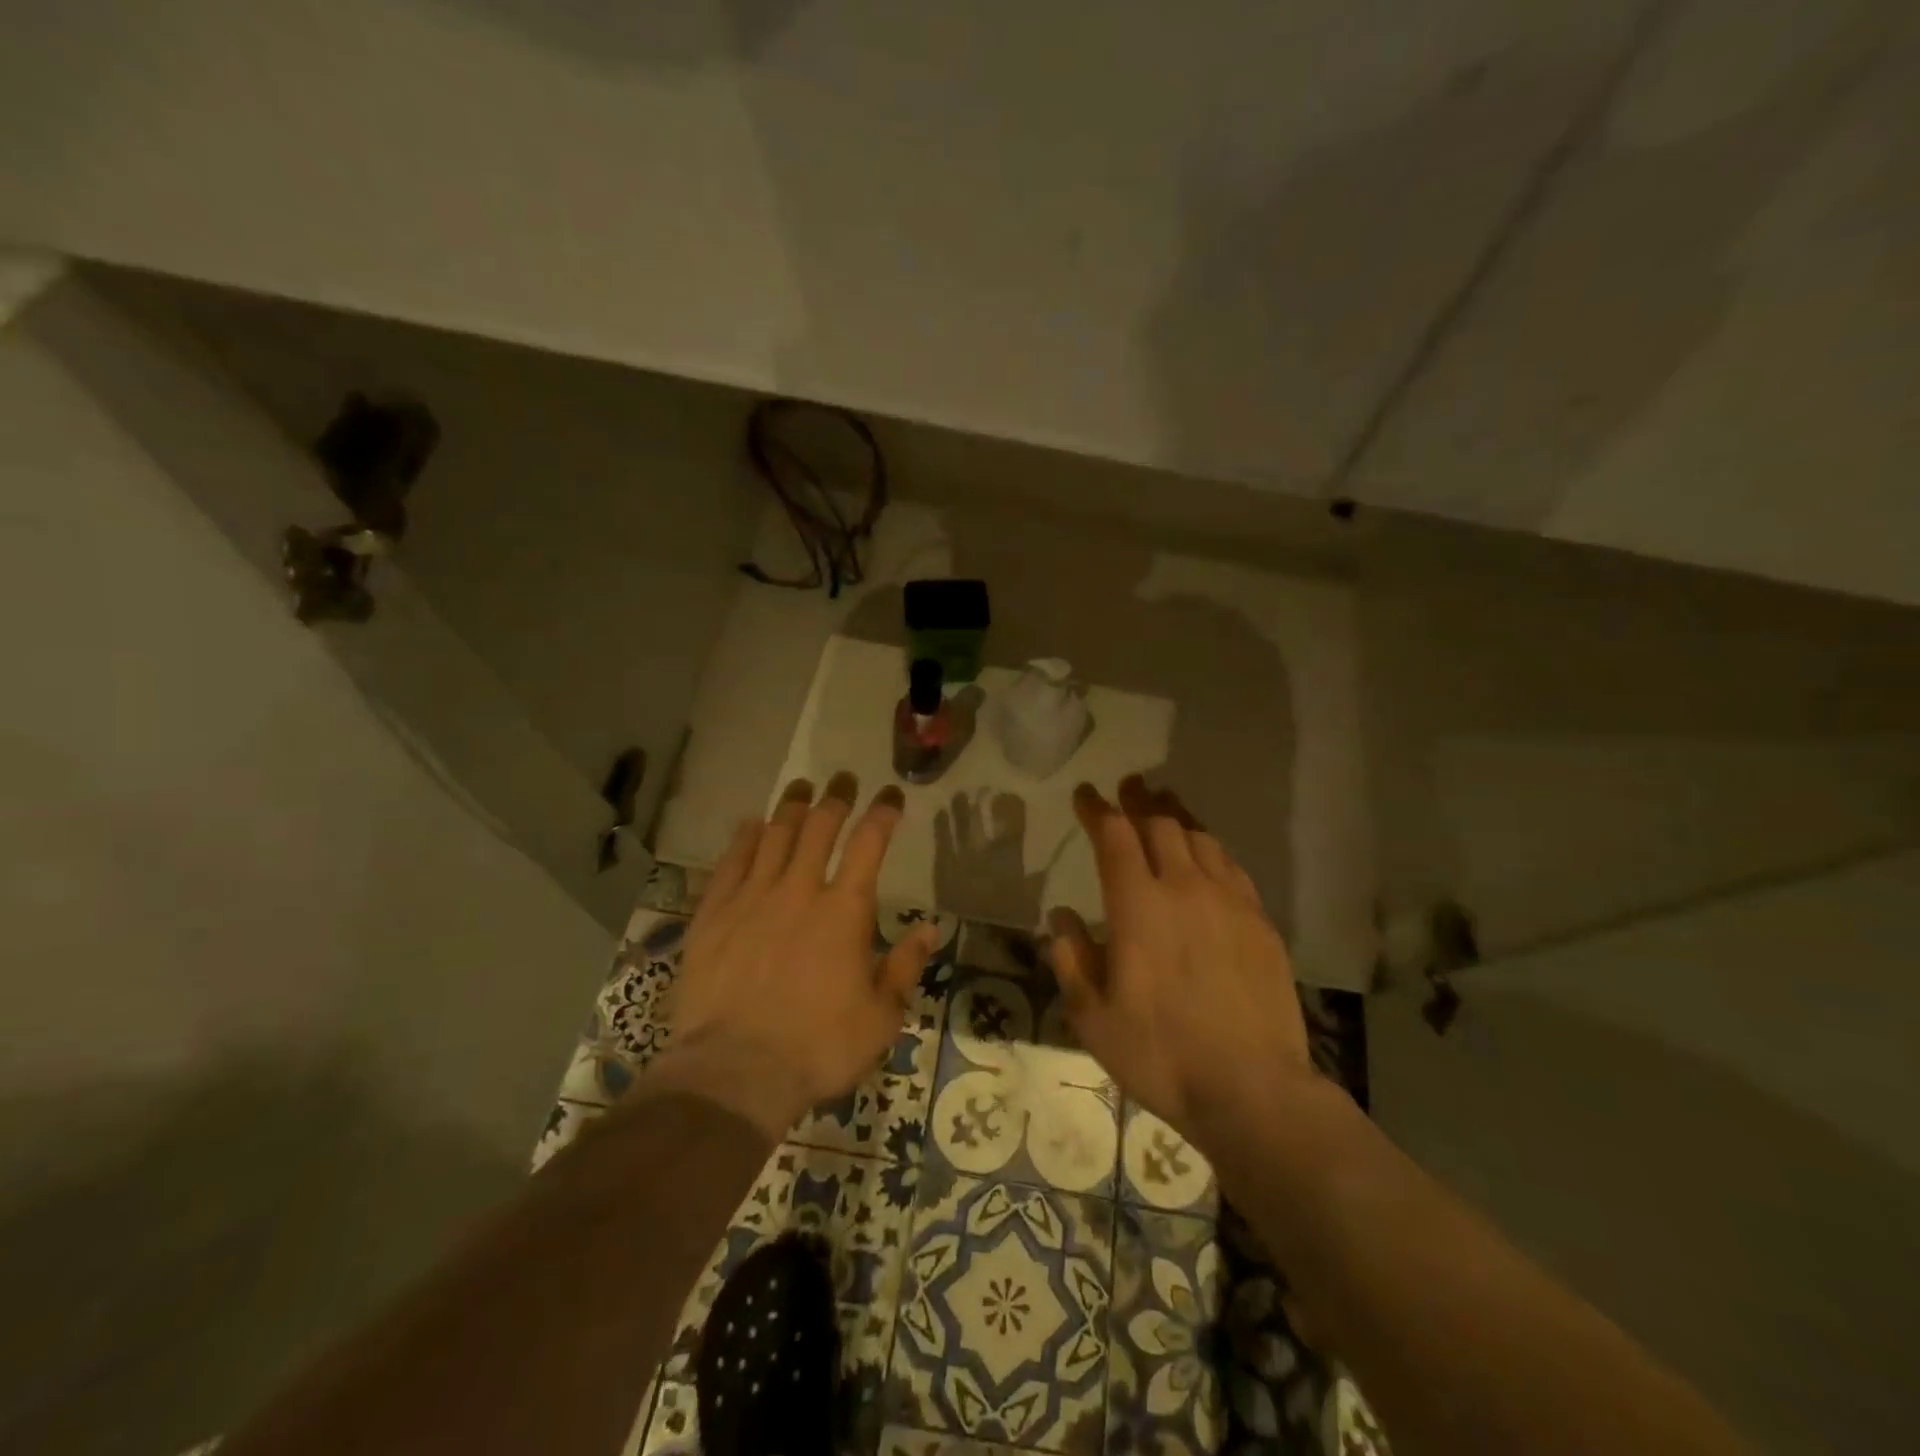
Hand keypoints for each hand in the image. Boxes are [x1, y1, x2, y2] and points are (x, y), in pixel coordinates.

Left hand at [663, 774, 940, 1139]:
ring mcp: (752, 898)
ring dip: (792, 806)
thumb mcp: (881, 1016)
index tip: (890, 794)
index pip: (869, 843)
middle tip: (844, 778)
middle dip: (836, 796)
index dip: (882, 812)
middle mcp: (800, 890)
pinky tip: (750, 824)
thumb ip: (905, 966)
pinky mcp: (714, 914)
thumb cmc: (819, 1047)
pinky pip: (731, 862)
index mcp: (845, 910)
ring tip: (801, 786)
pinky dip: (744, 838)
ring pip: (775, 835)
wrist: (735, 1072)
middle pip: (819, 826)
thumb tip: (929, 928)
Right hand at [1047, 777, 1312, 1140]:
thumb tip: (1061, 916)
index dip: (1097, 809)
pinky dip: (1210, 848)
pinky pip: (1231, 866)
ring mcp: (1229, 902)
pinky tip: (1206, 854)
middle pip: (1160, 824)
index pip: (1113, 836)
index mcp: (1138, 906)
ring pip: (1200, 838)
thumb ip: (1071, 958)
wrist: (1252, 1089)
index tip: (1085, 794)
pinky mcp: (1260, 922)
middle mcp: (1184, 888)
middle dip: (1138, 800)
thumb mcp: (1092, 1016)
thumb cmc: (1160, 1054)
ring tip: (1164, 806)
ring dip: (1176, 816)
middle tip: (1127, 787)